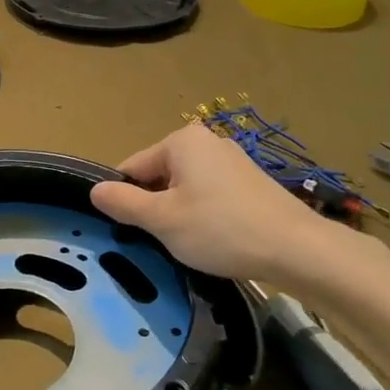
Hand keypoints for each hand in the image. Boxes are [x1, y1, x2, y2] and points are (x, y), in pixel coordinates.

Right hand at [89, 123, 331, 282]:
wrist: (294, 248)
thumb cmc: (220, 229)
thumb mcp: (163, 220)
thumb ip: (124, 203)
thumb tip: (95, 190)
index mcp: (181, 141)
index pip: (133, 168)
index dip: (126, 201)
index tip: (130, 232)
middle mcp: (206, 141)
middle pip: (160, 176)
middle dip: (155, 207)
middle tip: (163, 241)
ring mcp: (232, 160)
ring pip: (186, 188)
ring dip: (180, 214)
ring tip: (191, 244)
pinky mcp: (250, 182)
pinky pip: (211, 195)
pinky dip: (205, 215)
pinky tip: (216, 240)